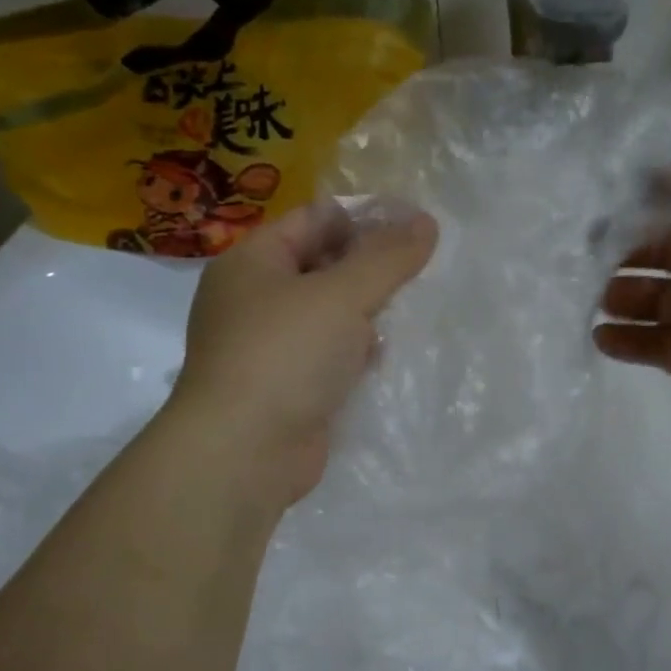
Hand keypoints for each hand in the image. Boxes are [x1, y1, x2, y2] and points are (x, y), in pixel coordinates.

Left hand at [167, 199, 438, 506]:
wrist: (244, 453)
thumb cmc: (285, 355)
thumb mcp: (342, 295)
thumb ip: (387, 257)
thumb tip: (426, 221)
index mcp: (253, 262)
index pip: (314, 220)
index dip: (364, 217)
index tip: (416, 225)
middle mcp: (255, 300)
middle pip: (321, 266)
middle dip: (370, 267)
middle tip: (422, 267)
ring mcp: (269, 348)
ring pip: (327, 315)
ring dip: (366, 312)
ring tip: (415, 306)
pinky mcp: (287, 388)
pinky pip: (328, 356)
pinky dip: (355, 352)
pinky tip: (386, 353)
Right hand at [594, 74, 670, 468]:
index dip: (655, 184)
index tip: (607, 184)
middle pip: (663, 242)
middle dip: (624, 242)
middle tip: (583, 247)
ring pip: (650, 294)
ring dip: (618, 291)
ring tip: (593, 297)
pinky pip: (649, 344)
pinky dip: (623, 340)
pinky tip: (601, 337)